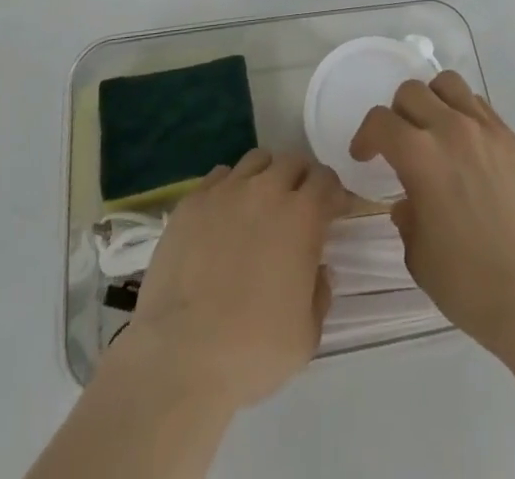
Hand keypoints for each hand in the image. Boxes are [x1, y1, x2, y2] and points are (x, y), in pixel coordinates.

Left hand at [108, 148, 348, 413]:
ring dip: (267, 175)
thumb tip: (318, 269)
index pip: (326, 180)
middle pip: (292, 161)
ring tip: (262, 204)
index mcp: (301, 217)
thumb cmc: (252, 350)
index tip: (333, 211)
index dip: (333, 193)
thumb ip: (320, 293)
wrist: (180, 354)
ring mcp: (225, 191)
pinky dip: (231, 187)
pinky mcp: (192, 201)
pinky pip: (220, 176)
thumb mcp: (307, 336)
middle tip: (299, 206)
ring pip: (256, 160)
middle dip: (302, 178)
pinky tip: (225, 215)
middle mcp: (265, 190)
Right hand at [350, 72, 514, 359]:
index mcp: (420, 156)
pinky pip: (482, 107)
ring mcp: (488, 131)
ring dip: (432, 101)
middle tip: (399, 143)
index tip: (364, 156)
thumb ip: (407, 219)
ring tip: (434, 131)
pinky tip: (468, 148)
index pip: (380, 121)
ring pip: (449, 85)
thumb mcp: (419, 258)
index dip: (366, 136)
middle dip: (397, 113)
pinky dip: (465, 115)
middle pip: (412, 91)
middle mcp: (452, 130)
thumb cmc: (471, 284)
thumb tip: (409, 203)